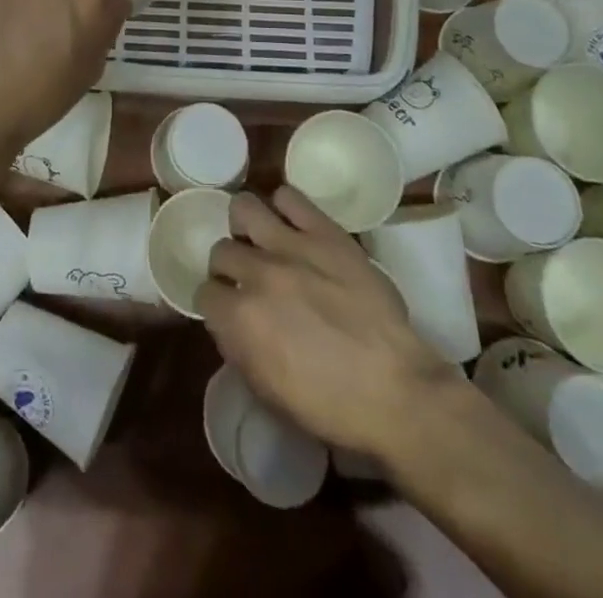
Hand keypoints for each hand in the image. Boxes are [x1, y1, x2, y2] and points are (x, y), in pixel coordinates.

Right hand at [198, 188, 464, 460]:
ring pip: (243, 208)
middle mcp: (257, 274)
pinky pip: (289, 197)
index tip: (231, 311)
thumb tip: (230, 322)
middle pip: (221, 250)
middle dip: (231, 266)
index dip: (217, 304)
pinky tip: (292, 224)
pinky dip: (284, 207)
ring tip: (263, 240)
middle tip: (250, 279)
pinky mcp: (325, 232)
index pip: (204, 294)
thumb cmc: (333, 407)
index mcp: (239, 320)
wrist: (398, 392)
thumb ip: (239, 348)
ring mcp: (291, 247)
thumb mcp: (269, 391)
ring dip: (247, 227)